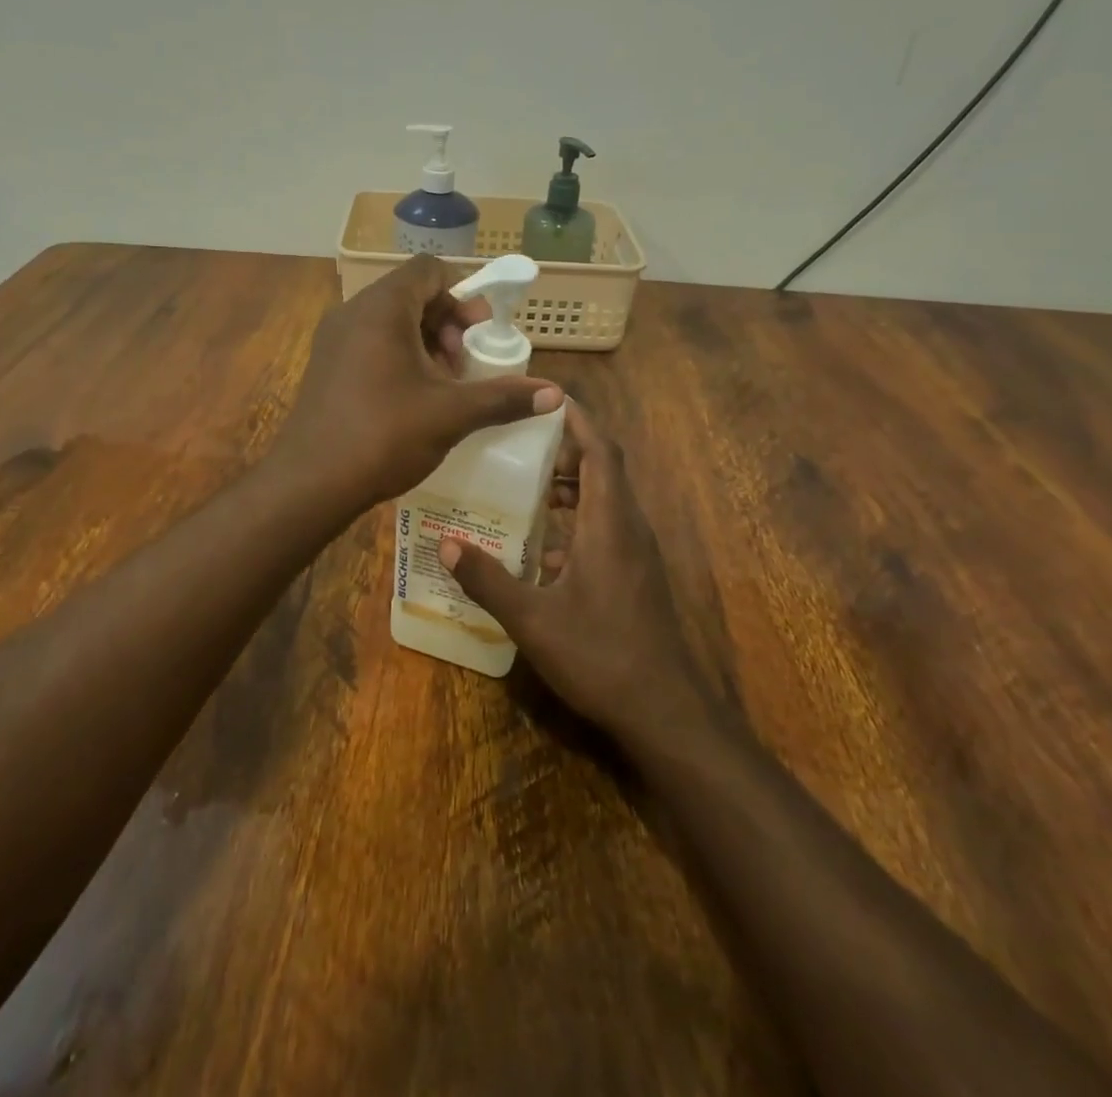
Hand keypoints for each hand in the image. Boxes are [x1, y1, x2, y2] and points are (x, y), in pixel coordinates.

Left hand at [273, 255, 563, 509]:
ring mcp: (333, 339)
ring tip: (444, 383)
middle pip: (409, 294)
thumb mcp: (451, 414)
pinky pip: (369, 343)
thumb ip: (503, 397)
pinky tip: (413, 398)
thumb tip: (556, 394)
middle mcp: (353, 312)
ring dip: (424, 342)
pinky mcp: (325, 366)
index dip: (461, 293)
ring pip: (389, 321)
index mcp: (382, 308)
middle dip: (447, 322)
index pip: (428, 270)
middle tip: (466, 361)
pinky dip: (398, 356)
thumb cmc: (384, 435)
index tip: (479, 330)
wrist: (311, 482)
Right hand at [437, 403, 710, 742]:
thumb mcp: (533, 620)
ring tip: (528, 487)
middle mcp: (629, 528)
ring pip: (607, 500)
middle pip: (604, 468)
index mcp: (609, 524)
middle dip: (567, 449)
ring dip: (573, 486)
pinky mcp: (637, 576)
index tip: (547, 399)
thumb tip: (447, 544)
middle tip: (521, 444)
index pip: (600, 450)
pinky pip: (608, 528)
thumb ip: (489, 580)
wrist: (665, 712)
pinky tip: (543, 549)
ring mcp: (637, 554)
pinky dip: (579, 521)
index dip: (578, 419)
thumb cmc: (600, 656)